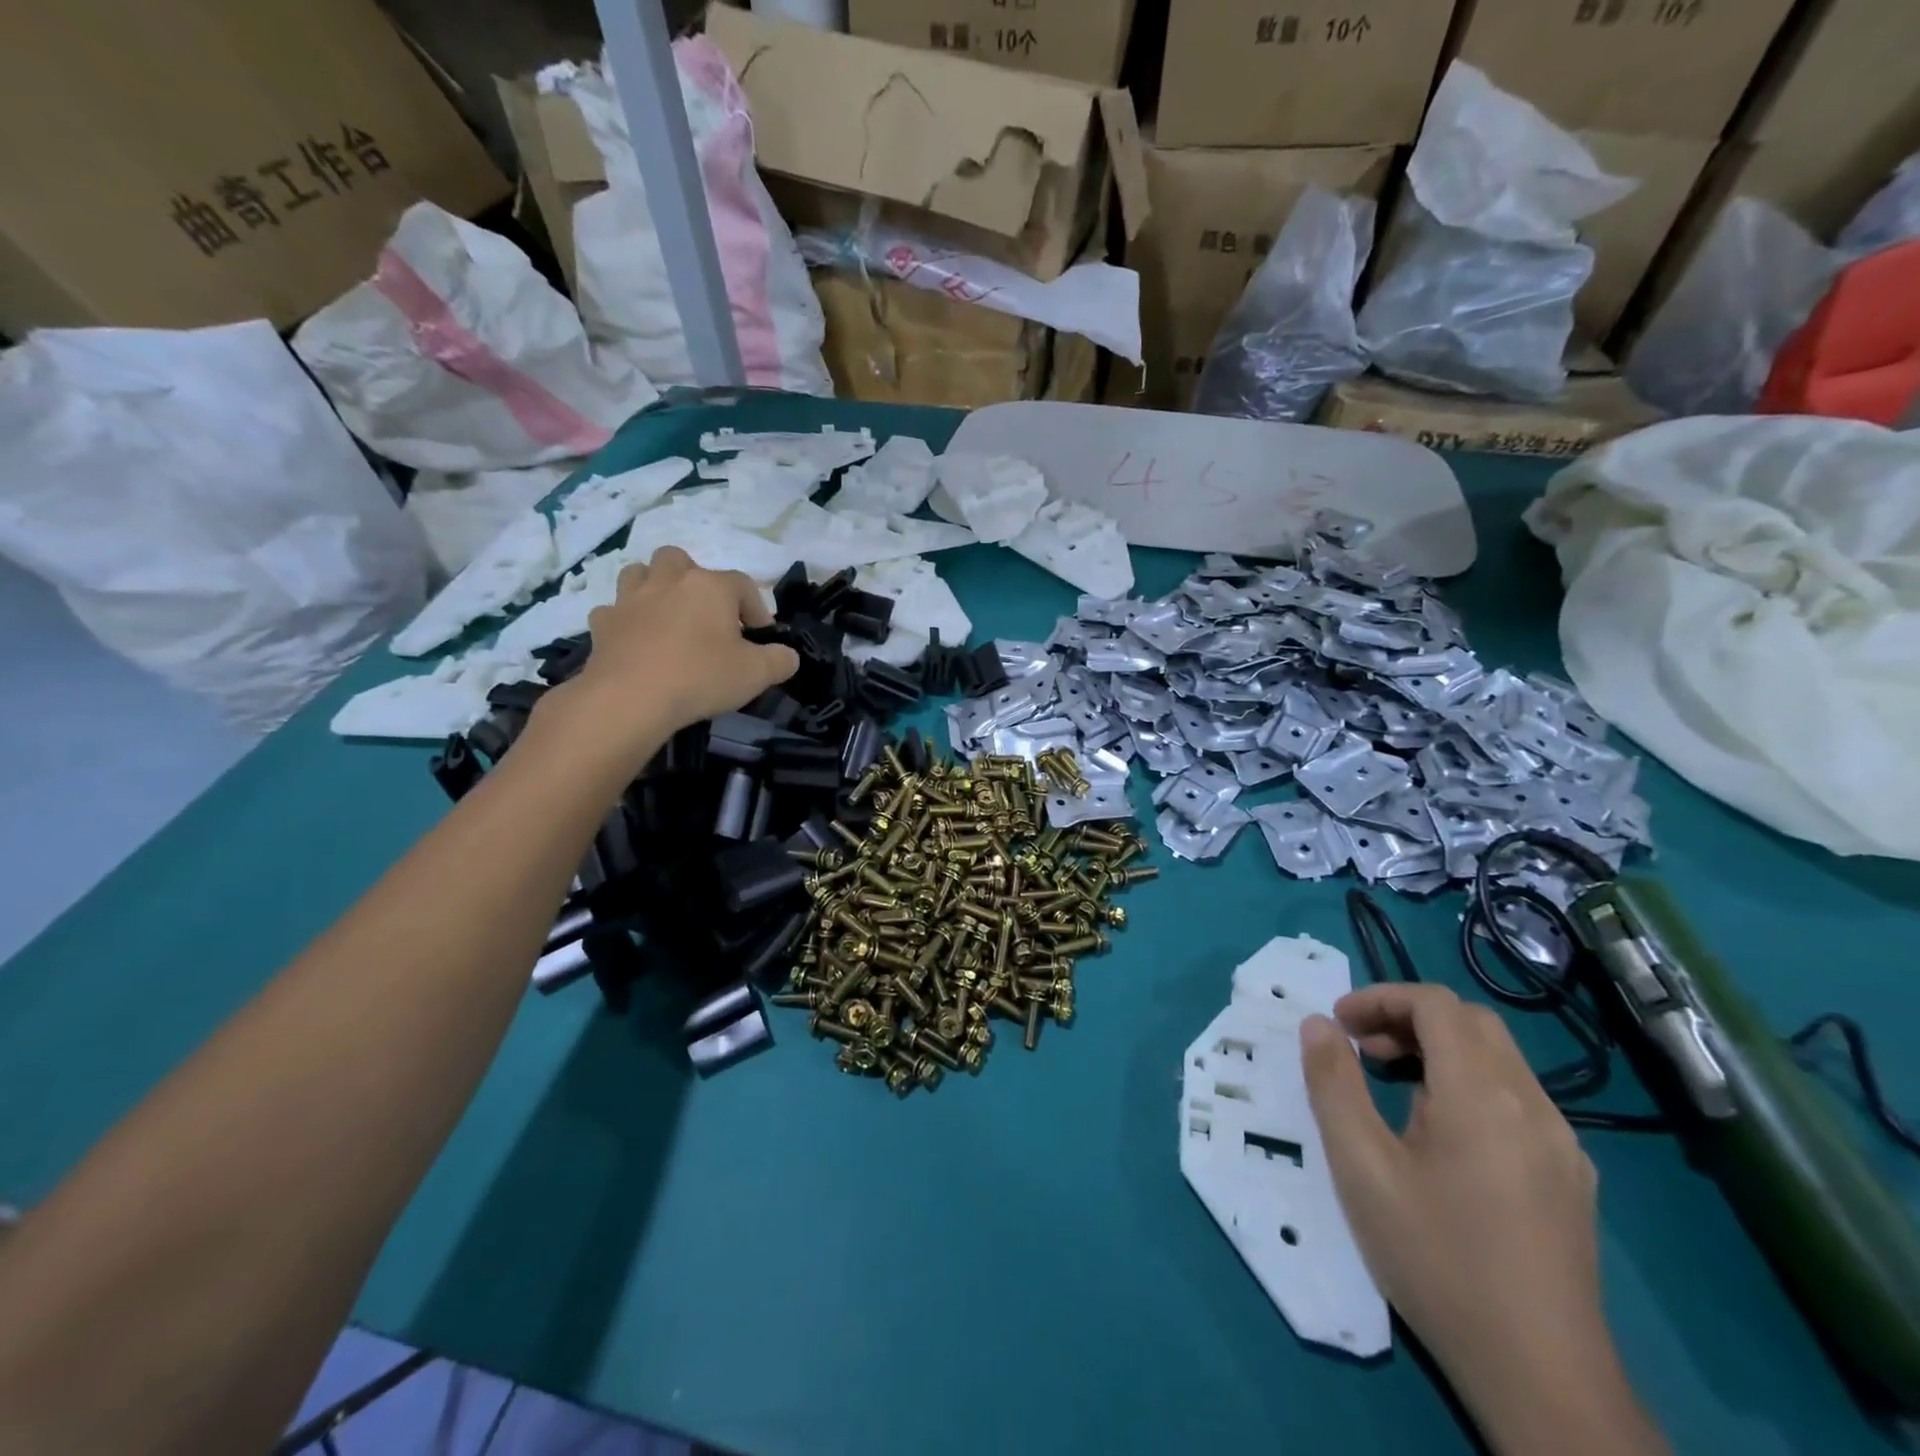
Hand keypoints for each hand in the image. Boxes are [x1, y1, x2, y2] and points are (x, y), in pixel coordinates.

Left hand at [543, 548, 798, 768]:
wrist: (630, 699)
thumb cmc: (701, 677)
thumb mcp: (757, 674)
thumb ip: (780, 660)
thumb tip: (788, 656)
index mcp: (710, 586)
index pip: (743, 585)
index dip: (757, 610)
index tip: (761, 638)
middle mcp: (669, 580)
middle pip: (681, 560)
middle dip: (695, 580)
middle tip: (706, 615)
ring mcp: (630, 599)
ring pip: (640, 573)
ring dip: (654, 587)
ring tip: (668, 617)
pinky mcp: (603, 624)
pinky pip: (614, 611)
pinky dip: (626, 621)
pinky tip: (636, 641)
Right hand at [1302, 985, 1665, 1455]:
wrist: (1541, 1375)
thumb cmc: (1436, 1258)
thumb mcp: (1361, 1167)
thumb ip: (1333, 1084)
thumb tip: (1317, 1024)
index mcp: (1483, 1094)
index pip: (1436, 1004)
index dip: (1381, 998)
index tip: (1339, 1024)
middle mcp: (1533, 1104)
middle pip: (1471, 1023)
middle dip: (1408, 1019)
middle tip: (1360, 1048)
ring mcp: (1563, 1143)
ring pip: (1499, 1059)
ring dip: (1439, 1050)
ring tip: (1391, 1087)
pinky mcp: (1573, 1178)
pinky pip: (1518, 1099)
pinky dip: (1470, 1085)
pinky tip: (1442, 1136)